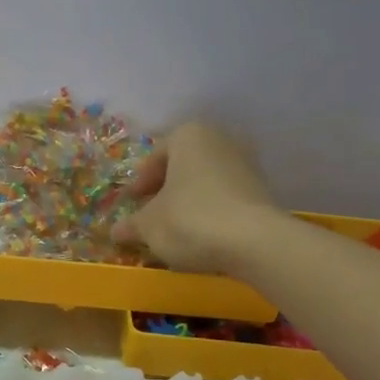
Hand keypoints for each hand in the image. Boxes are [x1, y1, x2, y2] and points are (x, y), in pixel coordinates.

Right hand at [115, 121, 277, 274]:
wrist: (255, 243)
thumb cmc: (190, 220)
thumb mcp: (149, 225)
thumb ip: (130, 225)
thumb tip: (115, 231)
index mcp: (188, 135)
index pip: (155, 156)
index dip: (140, 182)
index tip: (132, 203)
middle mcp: (220, 140)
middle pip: (183, 165)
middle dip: (166, 189)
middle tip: (152, 214)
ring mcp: (247, 164)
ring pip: (206, 181)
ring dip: (189, 200)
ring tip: (176, 227)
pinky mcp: (263, 190)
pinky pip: (226, 196)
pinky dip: (211, 210)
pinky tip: (203, 234)